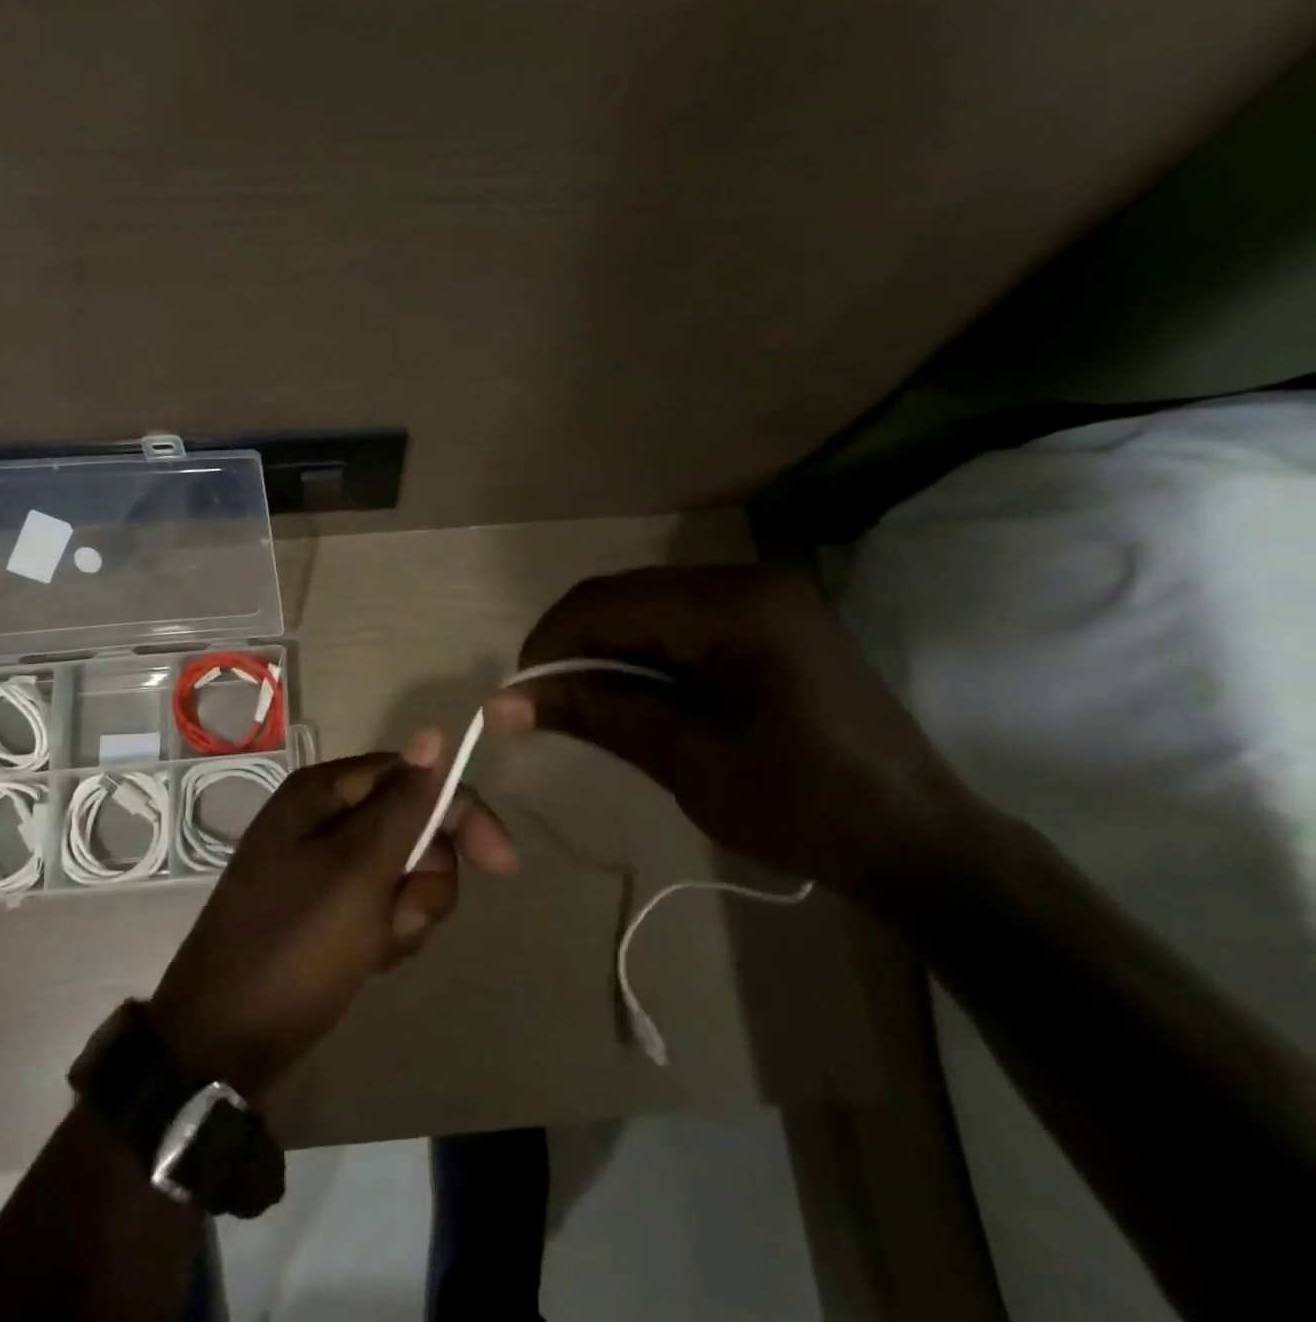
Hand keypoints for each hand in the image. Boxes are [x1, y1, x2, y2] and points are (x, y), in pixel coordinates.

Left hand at [148, 730, 517, 1103]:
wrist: (225, 1041)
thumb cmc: (296, 944)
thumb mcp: (359, 869)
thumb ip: (404, 803)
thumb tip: (434, 732)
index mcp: (324, 793)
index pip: (413, 776)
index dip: (460, 813)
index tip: (501, 864)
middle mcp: (323, 818)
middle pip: (413, 826)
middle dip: (422, 878)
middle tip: (402, 916)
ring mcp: (323, 866)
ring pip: (404, 872)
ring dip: (406, 912)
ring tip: (376, 946)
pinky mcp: (327, 909)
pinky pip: (382, 906)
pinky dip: (387, 934)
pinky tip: (368, 961)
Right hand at [483, 565, 979, 898]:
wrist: (917, 840)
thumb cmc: (804, 806)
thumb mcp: (687, 760)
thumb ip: (595, 713)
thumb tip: (504, 702)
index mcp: (735, 607)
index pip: (608, 604)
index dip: (550, 645)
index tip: (516, 696)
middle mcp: (747, 581)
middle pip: (625, 596)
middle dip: (573, 646)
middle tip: (540, 702)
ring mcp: (762, 598)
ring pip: (647, 606)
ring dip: (603, 649)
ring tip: (578, 702)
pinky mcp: (768, 621)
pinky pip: (680, 621)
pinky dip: (640, 653)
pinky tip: (629, 692)